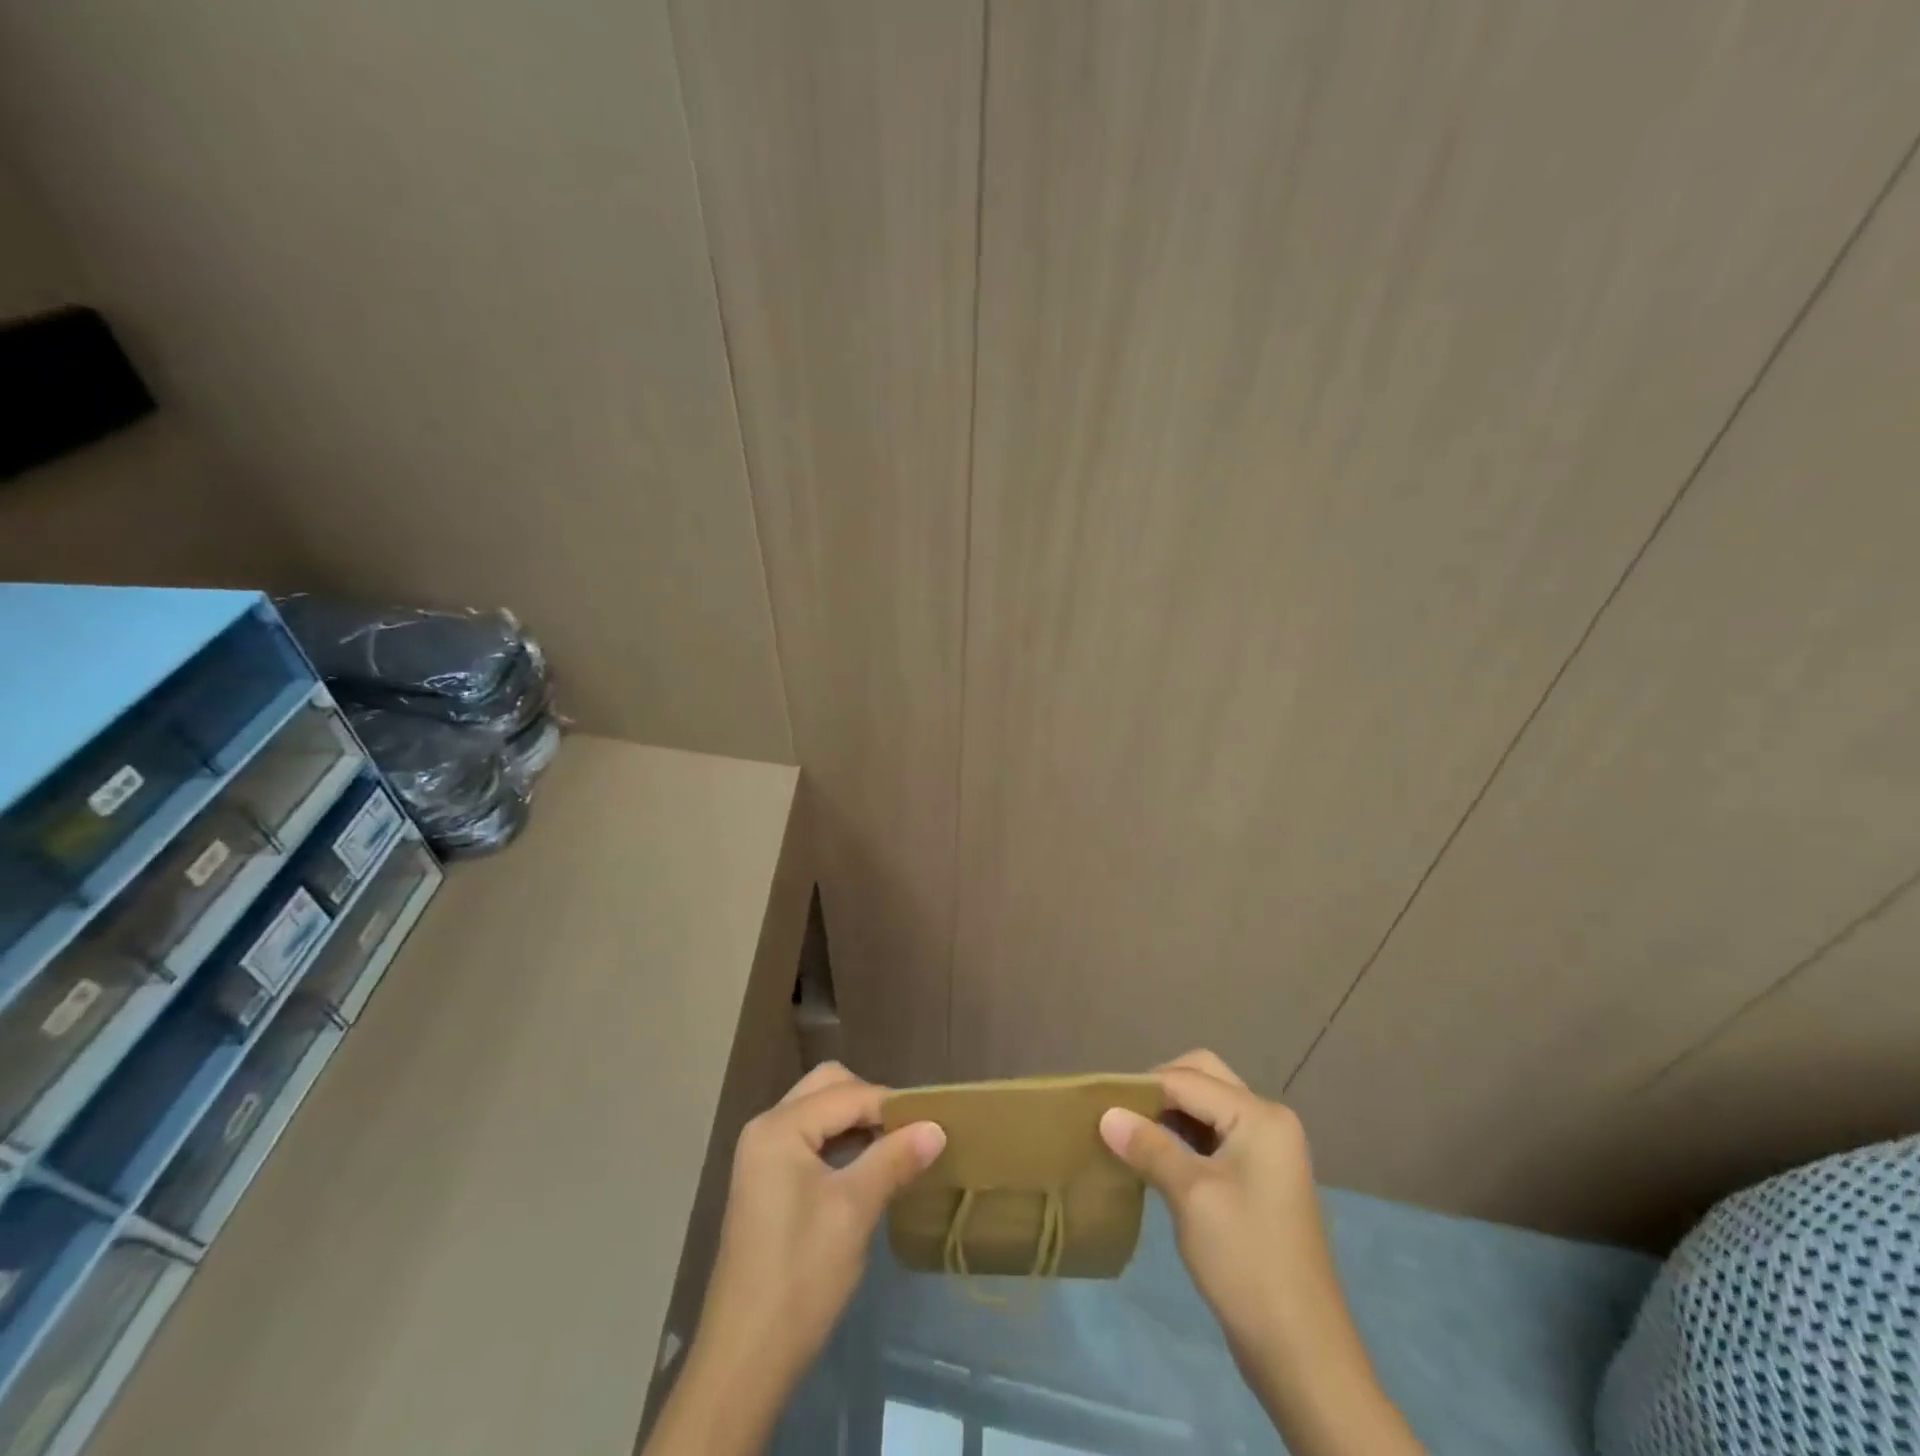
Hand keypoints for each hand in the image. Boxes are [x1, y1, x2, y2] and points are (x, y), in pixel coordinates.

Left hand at [646, 1062, 945, 1455]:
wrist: (745, 1358)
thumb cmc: (801, 1276)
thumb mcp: (854, 1211)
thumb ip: (894, 1159)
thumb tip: (937, 1126)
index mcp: (780, 1127)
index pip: (848, 1094)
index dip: (892, 1106)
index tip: (933, 1124)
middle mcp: (766, 1127)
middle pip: (828, 1088)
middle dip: (870, 1103)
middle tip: (907, 1132)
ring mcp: (762, 1154)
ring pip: (819, 1111)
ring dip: (856, 1121)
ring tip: (895, 1148)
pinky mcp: (766, 1180)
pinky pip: (810, 1138)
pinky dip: (840, 1141)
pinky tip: (866, 1167)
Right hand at [1100, 1051, 1421, 1455]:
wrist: (1300, 1351)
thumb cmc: (1245, 1260)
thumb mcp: (1190, 1196)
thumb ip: (1148, 1146)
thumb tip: (1105, 1113)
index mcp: (1259, 1116)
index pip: (1188, 1079)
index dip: (1142, 1087)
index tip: (1099, 1102)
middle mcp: (1268, 1120)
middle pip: (1203, 1078)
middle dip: (1159, 1090)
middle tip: (1121, 1114)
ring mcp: (1267, 1150)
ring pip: (1207, 1107)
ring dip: (1170, 1114)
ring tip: (1130, 1135)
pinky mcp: (1259, 1177)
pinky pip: (1215, 1136)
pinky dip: (1184, 1138)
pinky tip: (1156, 1158)